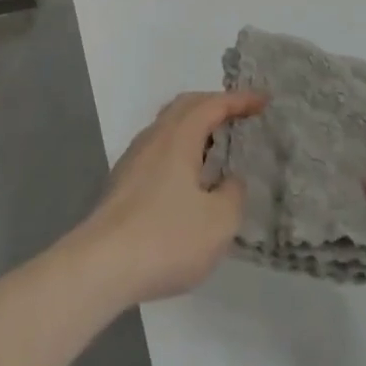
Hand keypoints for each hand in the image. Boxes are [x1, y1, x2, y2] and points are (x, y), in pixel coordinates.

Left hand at [70, 91, 265, 306]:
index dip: (239, 100)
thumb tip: (230, 180)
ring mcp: (134, 159)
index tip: (264, 100)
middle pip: (185, 106)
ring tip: (218, 142)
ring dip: (195, 126)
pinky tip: (189, 175)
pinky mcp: (123, 182)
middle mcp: (153, 138)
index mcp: (178, 137)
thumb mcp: (218, 222)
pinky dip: (181, 147)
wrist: (101, 265)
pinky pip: (159, 148)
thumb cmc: (166, 238)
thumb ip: (232, 194)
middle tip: (241, 114)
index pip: (212, 105)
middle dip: (215, 104)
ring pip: (168, 126)